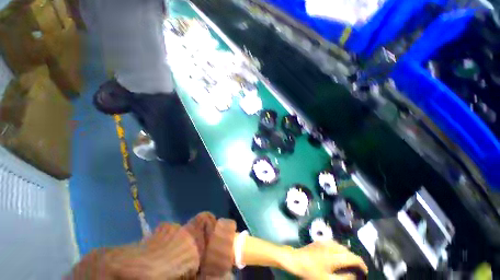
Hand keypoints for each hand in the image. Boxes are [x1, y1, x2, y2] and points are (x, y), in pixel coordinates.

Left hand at [280, 240, 367, 279]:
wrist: (295, 260)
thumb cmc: (311, 272)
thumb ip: (344, 279)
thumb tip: (355, 275)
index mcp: (334, 256)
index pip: (353, 258)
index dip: (362, 265)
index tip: (365, 272)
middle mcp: (331, 246)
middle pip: (348, 251)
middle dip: (355, 259)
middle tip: (358, 269)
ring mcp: (324, 242)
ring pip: (341, 246)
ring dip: (347, 254)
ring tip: (350, 263)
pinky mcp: (319, 241)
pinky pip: (334, 243)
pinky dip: (340, 249)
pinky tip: (338, 255)